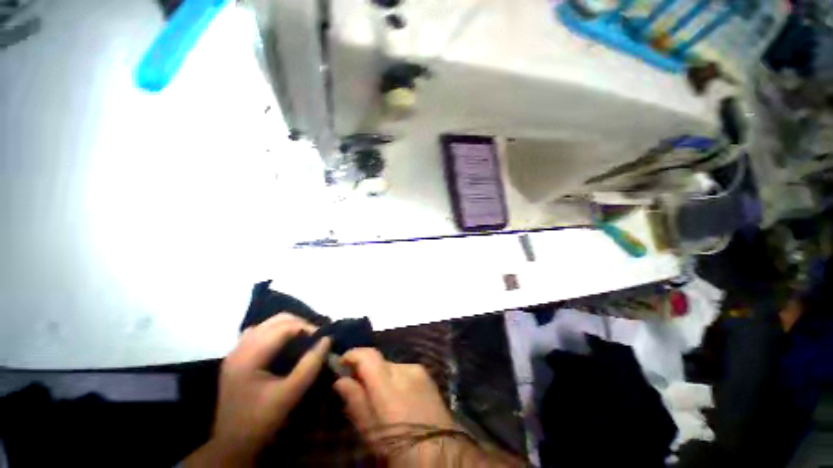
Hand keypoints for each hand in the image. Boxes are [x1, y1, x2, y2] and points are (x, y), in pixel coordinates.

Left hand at [185, 313, 330, 466]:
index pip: (284, 327)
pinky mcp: (236, 358)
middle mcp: (240, 348)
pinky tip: (283, 344)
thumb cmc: (261, 420)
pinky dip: (275, 332)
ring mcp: (235, 352)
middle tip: (315, 336)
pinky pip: (258, 333)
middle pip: (275, 320)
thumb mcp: (290, 394)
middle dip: (299, 323)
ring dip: (288, 326)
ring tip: (303, 337)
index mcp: (249, 356)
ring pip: (267, 324)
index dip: (307, 327)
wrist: (232, 445)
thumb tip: (327, 339)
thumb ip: (310, 365)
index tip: (323, 338)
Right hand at [333, 348, 455, 463]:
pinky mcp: (427, 375)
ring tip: (382, 400)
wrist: (442, 452)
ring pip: (392, 367)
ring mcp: (418, 371)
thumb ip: (356, 401)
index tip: (342, 363)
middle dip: (367, 371)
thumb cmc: (400, 446)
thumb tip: (341, 380)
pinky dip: (397, 380)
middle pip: (379, 362)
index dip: (352, 355)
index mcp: (388, 384)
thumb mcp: (371, 432)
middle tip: (360, 389)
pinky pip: (405, 371)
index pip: (368, 356)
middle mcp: (404, 370)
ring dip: (383, 377)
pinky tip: (399, 399)